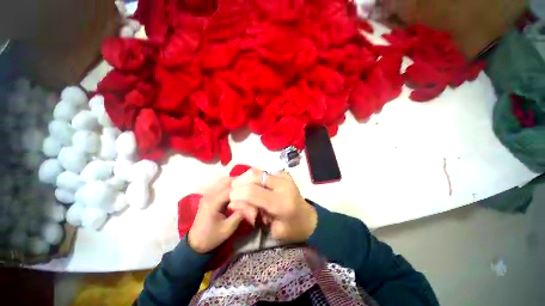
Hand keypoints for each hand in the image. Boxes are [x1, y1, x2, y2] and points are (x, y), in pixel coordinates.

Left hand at [188, 178, 243, 253]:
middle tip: (250, 185)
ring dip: (233, 182)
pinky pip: (220, 185)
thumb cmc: (212, 237)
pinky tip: (236, 190)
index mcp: (212, 202)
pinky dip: (229, 185)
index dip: (242, 187)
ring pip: (222, 181)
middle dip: (238, 181)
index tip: (253, 187)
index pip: (230, 189)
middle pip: (225, 181)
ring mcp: (207, 194)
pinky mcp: (208, 196)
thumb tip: (250, 203)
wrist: (195, 243)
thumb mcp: (228, 228)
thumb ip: (240, 214)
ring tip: (244, 187)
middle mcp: (209, 195)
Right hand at [229, 169, 317, 242]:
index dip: (237, 193)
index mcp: (281, 203)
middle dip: (239, 182)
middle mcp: (283, 185)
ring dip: (246, 179)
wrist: (308, 218)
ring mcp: (284, 177)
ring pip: (258, 171)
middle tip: (234, 192)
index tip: (230, 198)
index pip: (253, 192)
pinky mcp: (284, 174)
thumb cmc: (291, 229)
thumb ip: (252, 214)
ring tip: (242, 189)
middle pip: (254, 176)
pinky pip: (263, 172)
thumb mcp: (271, 229)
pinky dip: (254, 178)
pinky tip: (253, 186)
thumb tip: (233, 201)